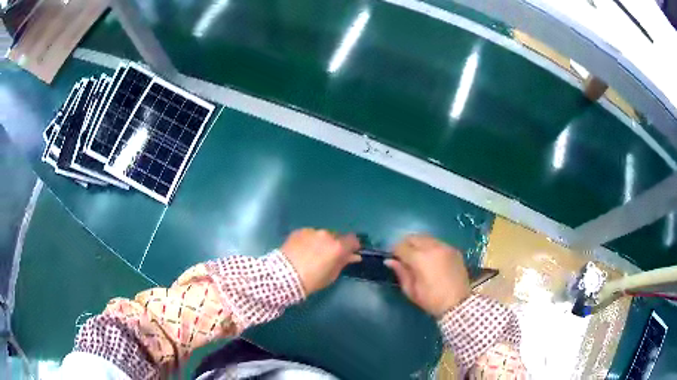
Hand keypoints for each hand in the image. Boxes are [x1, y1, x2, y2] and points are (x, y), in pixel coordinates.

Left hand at [280, 228, 360, 294]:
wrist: (284, 275)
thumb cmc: (312, 280)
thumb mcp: (331, 275)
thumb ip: (343, 263)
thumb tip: (353, 256)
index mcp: (338, 246)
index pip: (353, 239)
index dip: (352, 246)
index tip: (349, 253)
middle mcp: (327, 235)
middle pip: (337, 236)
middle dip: (335, 244)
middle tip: (328, 256)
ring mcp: (312, 231)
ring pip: (322, 235)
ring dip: (321, 242)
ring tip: (312, 253)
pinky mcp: (299, 231)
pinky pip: (309, 234)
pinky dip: (309, 240)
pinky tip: (302, 250)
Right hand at [385, 234, 469, 317]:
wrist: (458, 303)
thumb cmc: (431, 300)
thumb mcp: (411, 290)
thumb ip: (401, 272)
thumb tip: (390, 261)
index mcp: (419, 258)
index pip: (401, 246)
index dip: (394, 251)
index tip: (393, 258)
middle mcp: (432, 247)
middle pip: (413, 237)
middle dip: (406, 244)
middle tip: (404, 257)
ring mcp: (445, 247)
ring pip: (426, 238)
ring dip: (419, 244)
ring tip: (418, 257)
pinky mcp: (454, 250)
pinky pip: (438, 243)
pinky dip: (431, 247)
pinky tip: (432, 259)